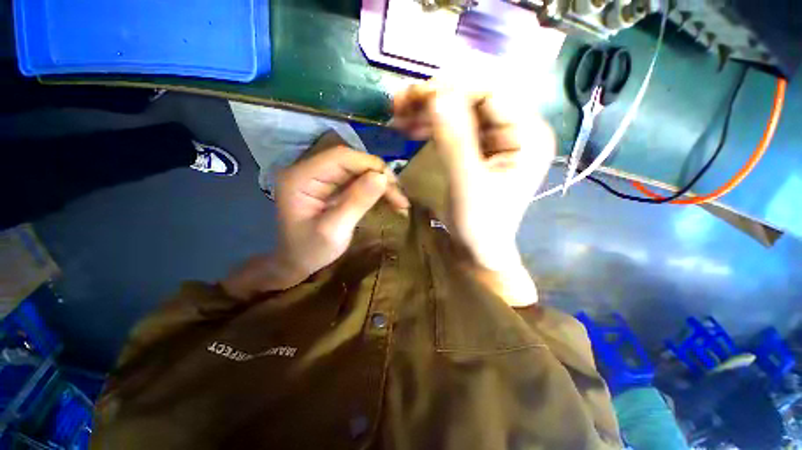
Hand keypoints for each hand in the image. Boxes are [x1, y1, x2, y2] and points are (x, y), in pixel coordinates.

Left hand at [222, 142, 408, 299]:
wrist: (298, 262)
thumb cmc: (310, 251)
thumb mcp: (334, 231)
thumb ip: (356, 202)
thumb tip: (381, 177)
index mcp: (301, 177)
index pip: (341, 157)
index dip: (370, 165)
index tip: (393, 185)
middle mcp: (309, 170)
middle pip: (352, 161)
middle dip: (379, 176)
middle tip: (400, 198)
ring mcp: (321, 177)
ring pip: (358, 170)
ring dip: (380, 183)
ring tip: (398, 200)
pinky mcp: (331, 185)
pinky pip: (357, 180)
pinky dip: (375, 189)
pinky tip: (388, 199)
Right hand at [394, 82, 554, 272]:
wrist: (479, 247)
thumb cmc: (479, 223)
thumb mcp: (467, 183)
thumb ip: (454, 139)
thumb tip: (437, 95)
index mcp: (528, 135)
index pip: (490, 93)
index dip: (450, 89)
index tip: (414, 96)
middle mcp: (517, 129)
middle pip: (473, 98)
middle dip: (434, 98)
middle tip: (400, 103)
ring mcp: (498, 138)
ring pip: (460, 110)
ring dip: (428, 111)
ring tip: (399, 115)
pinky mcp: (481, 147)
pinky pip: (455, 127)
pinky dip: (432, 125)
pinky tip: (411, 127)